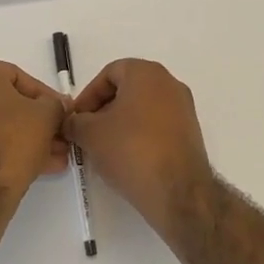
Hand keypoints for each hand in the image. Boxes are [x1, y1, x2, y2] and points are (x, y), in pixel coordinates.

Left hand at [0, 60, 70, 200]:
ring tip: (57, 155)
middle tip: (61, 135)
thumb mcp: (47, 115)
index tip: (63, 112)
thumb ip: (56, 104)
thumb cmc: (13, 138)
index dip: (46, 96)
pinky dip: (14, 149)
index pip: (20, 77)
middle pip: (11, 104)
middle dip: (40, 121)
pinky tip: (42, 165)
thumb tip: (57, 106)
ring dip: (31, 138)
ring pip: (2, 125)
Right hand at [65, 59, 214, 239]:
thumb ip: (74, 122)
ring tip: (103, 149)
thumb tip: (72, 123)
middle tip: (86, 133)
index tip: (76, 119)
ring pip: (142, 109)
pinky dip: (139, 136)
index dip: (88, 95)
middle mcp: (169, 84)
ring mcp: (183, 109)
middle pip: (127, 90)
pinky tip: (126, 159)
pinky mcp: (190, 133)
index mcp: (147, 73)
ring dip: (120, 125)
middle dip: (103, 111)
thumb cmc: (130, 149)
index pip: (109, 73)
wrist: (177, 190)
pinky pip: (157, 126)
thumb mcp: (90, 134)